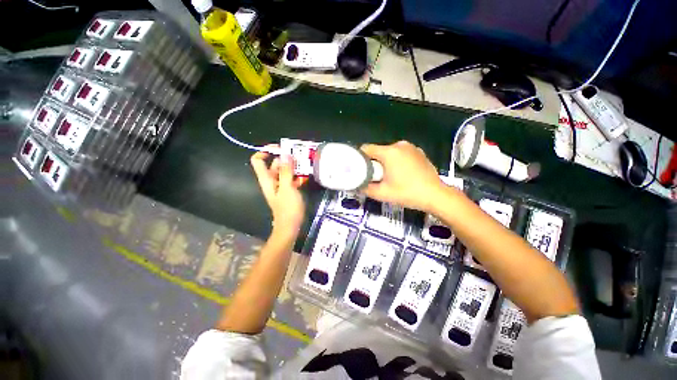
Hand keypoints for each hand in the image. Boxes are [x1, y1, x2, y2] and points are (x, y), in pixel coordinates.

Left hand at [250, 146, 306, 237]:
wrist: (291, 226)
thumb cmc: (288, 208)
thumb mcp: (287, 188)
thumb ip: (286, 171)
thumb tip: (285, 154)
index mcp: (267, 179)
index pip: (258, 160)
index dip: (266, 152)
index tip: (280, 148)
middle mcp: (272, 180)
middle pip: (275, 164)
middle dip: (286, 159)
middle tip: (300, 156)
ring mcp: (281, 186)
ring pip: (285, 171)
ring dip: (294, 167)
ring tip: (306, 165)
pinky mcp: (289, 190)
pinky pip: (292, 179)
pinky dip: (298, 176)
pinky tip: (306, 177)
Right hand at [361, 141, 451, 212]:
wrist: (435, 195)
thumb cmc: (407, 193)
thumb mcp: (382, 194)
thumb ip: (365, 188)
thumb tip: (357, 185)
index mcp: (389, 152)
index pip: (366, 149)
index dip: (360, 158)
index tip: (359, 169)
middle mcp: (399, 145)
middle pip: (378, 151)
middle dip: (374, 162)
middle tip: (375, 177)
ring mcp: (411, 147)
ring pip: (389, 152)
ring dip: (386, 162)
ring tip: (389, 177)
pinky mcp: (418, 152)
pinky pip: (401, 154)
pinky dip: (397, 161)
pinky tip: (402, 174)